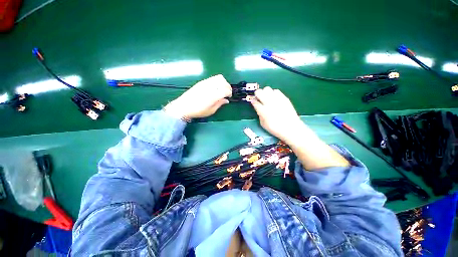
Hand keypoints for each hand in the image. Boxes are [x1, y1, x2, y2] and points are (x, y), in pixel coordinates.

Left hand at [164, 74, 231, 118]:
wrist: (184, 106)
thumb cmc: (198, 111)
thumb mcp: (211, 111)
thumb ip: (220, 104)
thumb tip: (226, 100)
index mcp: (213, 96)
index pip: (226, 90)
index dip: (230, 93)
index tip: (229, 97)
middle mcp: (210, 87)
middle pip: (224, 82)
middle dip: (228, 87)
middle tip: (227, 93)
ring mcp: (205, 83)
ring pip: (219, 77)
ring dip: (223, 82)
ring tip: (222, 89)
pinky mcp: (202, 82)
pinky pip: (213, 78)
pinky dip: (217, 81)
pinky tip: (216, 87)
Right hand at [251, 87, 312, 142]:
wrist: (291, 128)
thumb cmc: (275, 128)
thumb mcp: (263, 124)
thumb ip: (259, 114)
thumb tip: (258, 108)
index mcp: (263, 111)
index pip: (255, 102)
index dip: (253, 101)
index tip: (253, 102)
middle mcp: (269, 103)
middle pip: (259, 92)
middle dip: (257, 94)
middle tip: (259, 98)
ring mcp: (277, 99)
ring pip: (267, 89)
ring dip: (265, 93)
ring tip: (267, 98)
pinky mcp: (284, 98)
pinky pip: (276, 91)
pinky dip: (273, 93)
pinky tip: (274, 99)